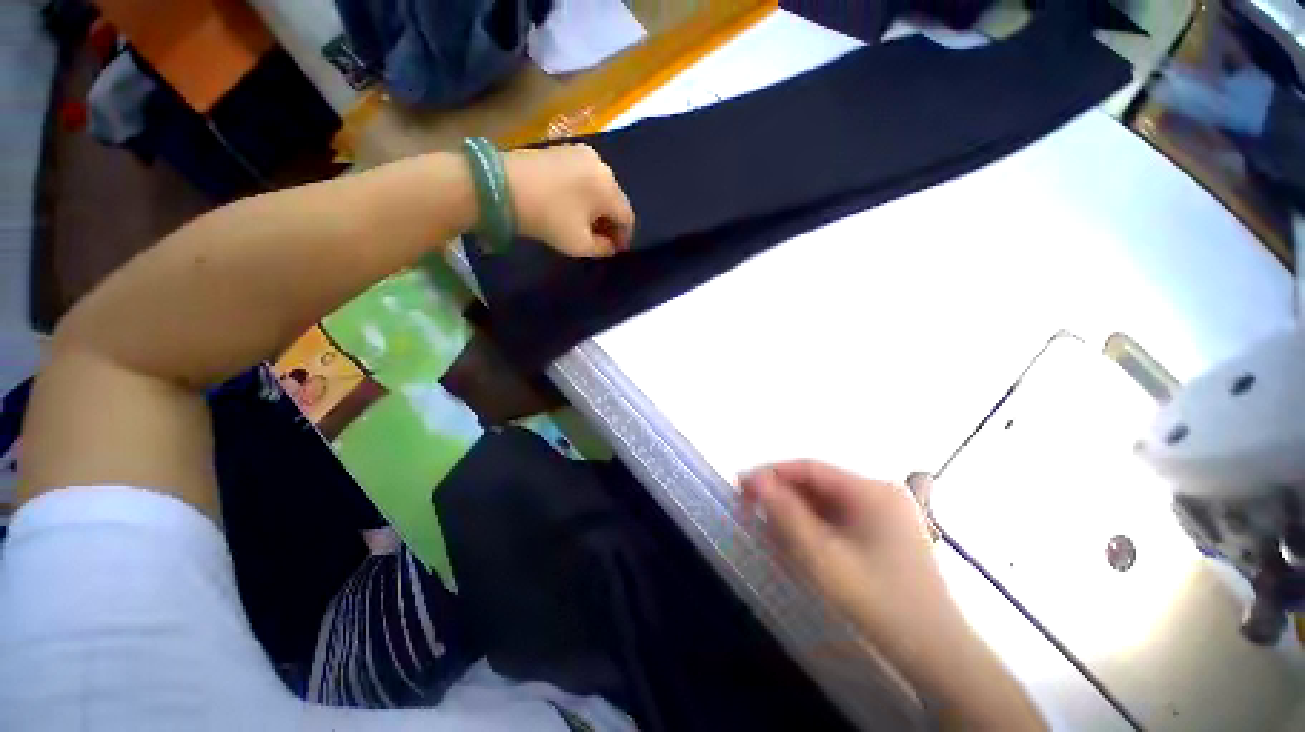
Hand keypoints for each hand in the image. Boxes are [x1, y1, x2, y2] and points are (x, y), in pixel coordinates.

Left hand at [504, 144, 634, 257]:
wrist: (501, 186)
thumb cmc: (548, 218)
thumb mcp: (579, 244)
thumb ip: (603, 249)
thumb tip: (610, 246)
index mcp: (610, 187)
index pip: (627, 217)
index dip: (624, 237)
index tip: (615, 250)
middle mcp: (601, 165)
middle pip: (614, 200)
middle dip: (610, 221)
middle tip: (600, 239)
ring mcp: (580, 153)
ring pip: (598, 187)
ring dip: (596, 207)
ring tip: (584, 223)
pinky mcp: (561, 149)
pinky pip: (582, 176)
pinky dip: (582, 193)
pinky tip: (570, 205)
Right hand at [742, 463, 1046, 730]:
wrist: (938, 656)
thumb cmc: (879, 604)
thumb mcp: (823, 558)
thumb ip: (785, 514)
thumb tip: (754, 480)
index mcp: (871, 491)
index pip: (809, 467)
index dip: (771, 473)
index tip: (740, 485)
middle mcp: (879, 493)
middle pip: (817, 485)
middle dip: (782, 496)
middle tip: (750, 511)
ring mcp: (884, 513)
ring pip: (826, 503)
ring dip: (795, 514)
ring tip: (770, 531)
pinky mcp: (883, 532)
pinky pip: (838, 520)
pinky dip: (813, 529)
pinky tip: (798, 544)